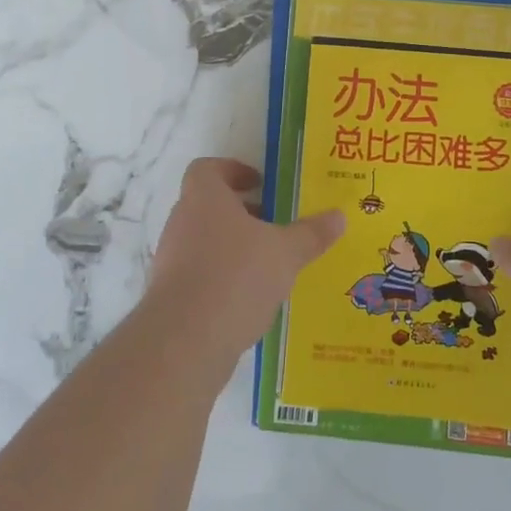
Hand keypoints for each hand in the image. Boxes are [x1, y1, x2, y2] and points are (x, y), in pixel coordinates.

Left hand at [146, 158, 345, 365]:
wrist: (185, 341)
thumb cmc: (236, 276)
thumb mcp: (285, 252)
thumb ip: (311, 233)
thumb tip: (339, 216)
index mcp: (204, 198)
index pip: (208, 169)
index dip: (233, 171)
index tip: (261, 184)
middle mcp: (182, 222)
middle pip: (209, 206)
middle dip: (242, 213)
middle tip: (275, 225)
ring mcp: (171, 260)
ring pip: (205, 242)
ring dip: (233, 248)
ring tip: (269, 265)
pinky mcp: (170, 296)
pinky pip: (200, 275)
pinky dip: (223, 280)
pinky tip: (251, 300)